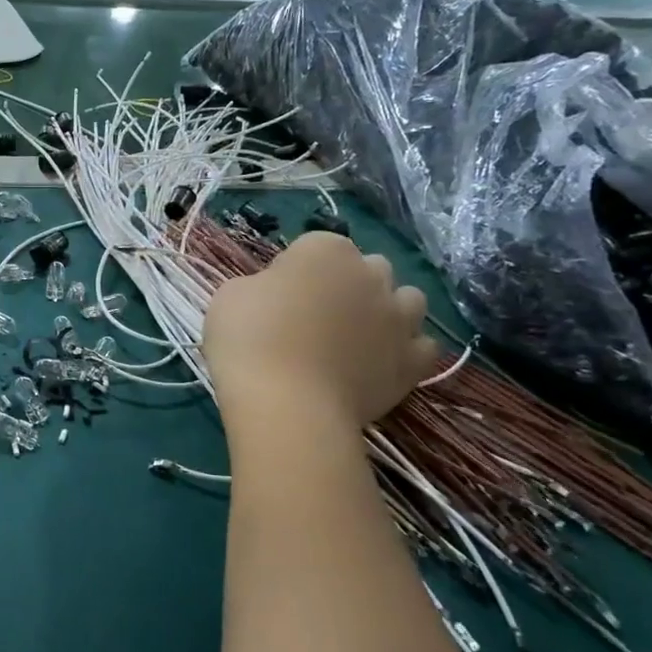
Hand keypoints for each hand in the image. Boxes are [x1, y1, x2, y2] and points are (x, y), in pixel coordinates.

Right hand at [203, 232, 438, 429]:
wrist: (286, 404)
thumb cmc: (249, 341)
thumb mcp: (230, 297)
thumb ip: (261, 286)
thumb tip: (276, 296)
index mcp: (325, 250)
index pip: (314, 247)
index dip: (295, 271)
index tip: (275, 297)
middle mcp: (371, 274)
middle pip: (366, 269)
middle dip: (347, 285)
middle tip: (314, 317)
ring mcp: (398, 318)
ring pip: (407, 301)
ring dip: (386, 311)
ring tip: (356, 338)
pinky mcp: (412, 361)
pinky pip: (422, 346)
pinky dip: (405, 351)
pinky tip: (380, 364)